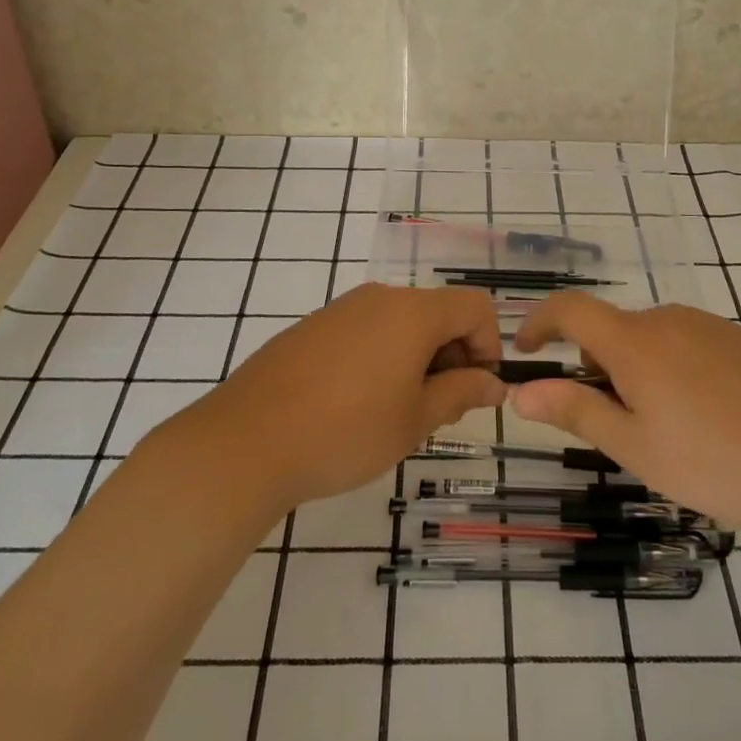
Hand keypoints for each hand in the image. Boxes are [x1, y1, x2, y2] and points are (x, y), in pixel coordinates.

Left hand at [193, 283, 505, 509]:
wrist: (246, 442)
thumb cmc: (345, 432)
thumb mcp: (415, 420)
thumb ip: (462, 393)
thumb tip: (494, 384)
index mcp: (412, 312)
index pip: (475, 307)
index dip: (488, 346)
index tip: (474, 391)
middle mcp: (379, 298)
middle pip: (438, 312)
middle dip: (452, 355)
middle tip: (438, 410)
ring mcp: (341, 309)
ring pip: (401, 323)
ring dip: (417, 359)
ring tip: (397, 412)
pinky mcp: (313, 327)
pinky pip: (366, 331)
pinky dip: (382, 357)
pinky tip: (357, 403)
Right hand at [512, 294, 740, 527]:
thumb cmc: (718, 459)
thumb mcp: (636, 447)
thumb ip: (576, 412)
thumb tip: (521, 393)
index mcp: (634, 342)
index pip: (569, 309)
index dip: (539, 322)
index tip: (525, 350)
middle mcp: (667, 319)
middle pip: (611, 332)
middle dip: (596, 370)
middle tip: (617, 428)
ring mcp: (707, 325)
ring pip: (648, 341)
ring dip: (635, 373)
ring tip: (666, 432)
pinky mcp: (738, 339)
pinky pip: (683, 345)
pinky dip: (669, 371)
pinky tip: (705, 418)